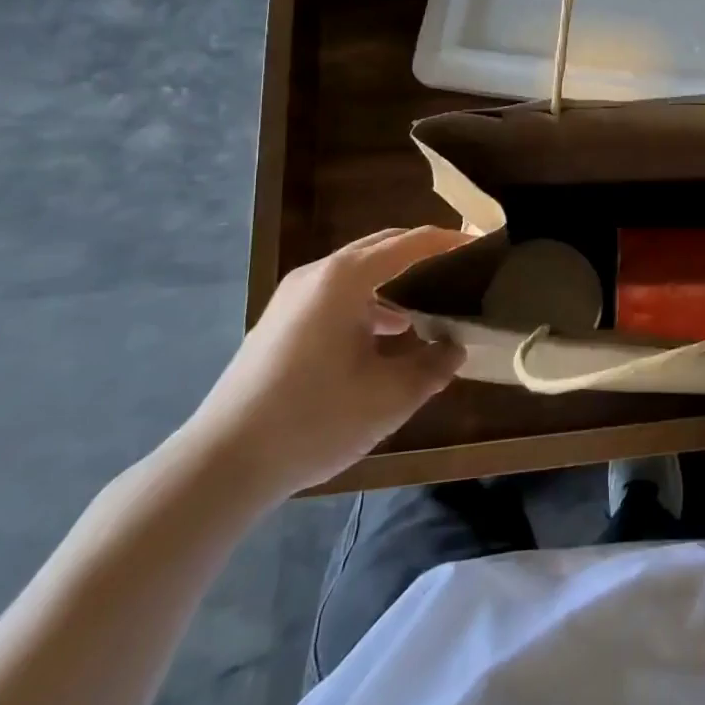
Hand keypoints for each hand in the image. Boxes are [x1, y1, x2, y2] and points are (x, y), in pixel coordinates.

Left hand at [182, 227, 466, 499]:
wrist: (223, 462)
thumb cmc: (315, 419)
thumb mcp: (388, 397)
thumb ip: (432, 366)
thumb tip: (455, 348)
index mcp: (345, 279)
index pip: (410, 243)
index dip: (448, 241)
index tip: (481, 245)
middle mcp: (318, 275)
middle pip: (381, 248)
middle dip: (422, 254)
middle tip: (459, 270)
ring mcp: (293, 297)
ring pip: (357, 273)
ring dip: (395, 283)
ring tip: (429, 310)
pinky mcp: (281, 321)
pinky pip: (336, 295)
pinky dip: (368, 303)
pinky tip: (384, 338)